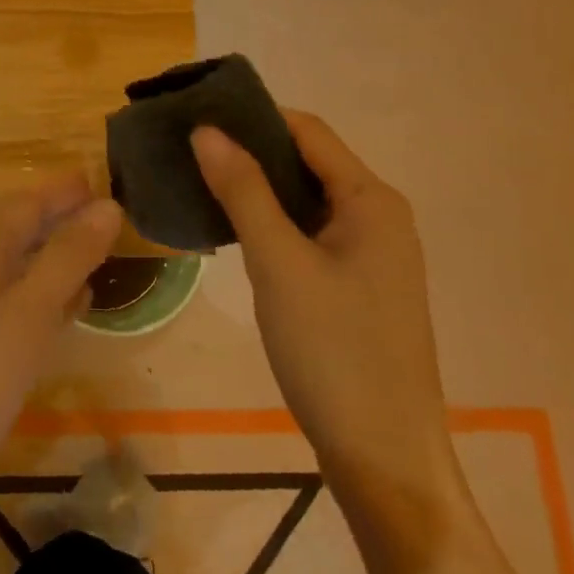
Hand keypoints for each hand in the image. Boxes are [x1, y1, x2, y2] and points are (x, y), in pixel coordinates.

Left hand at [0, 176, 121, 531]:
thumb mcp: (25, 314)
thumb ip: (66, 259)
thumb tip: (108, 204)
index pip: (24, 205)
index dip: (60, 191)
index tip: (99, 179)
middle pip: (20, 234)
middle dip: (60, 219)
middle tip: (107, 213)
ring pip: (21, 272)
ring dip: (57, 258)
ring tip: (97, 251)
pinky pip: (21, 312)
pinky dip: (50, 301)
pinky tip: (72, 311)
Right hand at [192, 114, 463, 536]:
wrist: (384, 462)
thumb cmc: (333, 351)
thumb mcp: (278, 263)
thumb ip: (242, 190)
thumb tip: (205, 130)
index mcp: (371, 200)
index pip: (306, 130)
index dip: (253, 114)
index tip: (197, 111)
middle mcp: (378, 216)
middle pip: (307, 161)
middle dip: (250, 149)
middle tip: (189, 146)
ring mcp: (371, 253)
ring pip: (305, 199)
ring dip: (257, 186)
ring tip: (200, 179)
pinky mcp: (358, 285)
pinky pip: (309, 232)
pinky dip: (271, 220)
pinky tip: (232, 227)